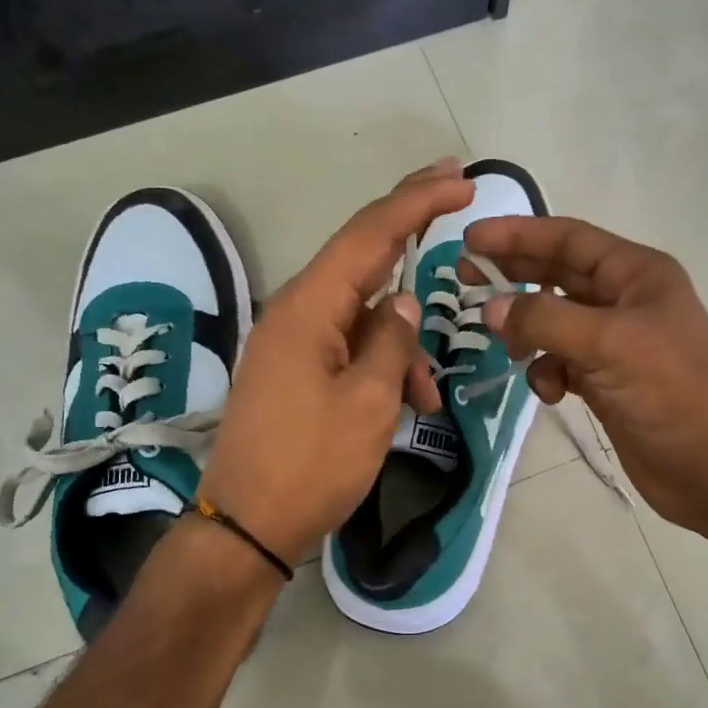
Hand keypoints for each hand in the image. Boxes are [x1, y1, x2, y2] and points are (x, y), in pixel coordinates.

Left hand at [196, 160, 473, 564]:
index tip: (460, 179)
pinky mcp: (294, 374)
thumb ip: (391, 342)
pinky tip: (405, 405)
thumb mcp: (369, 403)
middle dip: (409, 230)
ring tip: (428, 397)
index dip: (416, 201)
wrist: (247, 528)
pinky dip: (381, 366)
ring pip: (361, 316)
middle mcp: (294, 313)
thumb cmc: (311, 465)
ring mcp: (291, 344)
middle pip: (361, 257)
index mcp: (308, 308)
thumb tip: (401, 302)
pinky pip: (347, 349)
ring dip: (402, 343)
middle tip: (454, 194)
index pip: (369, 234)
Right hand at [465, 216, 707, 541]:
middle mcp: (624, 300)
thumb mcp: (607, 344)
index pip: (567, 238)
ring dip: (528, 333)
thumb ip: (544, 319)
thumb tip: (491, 308)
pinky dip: (547, 373)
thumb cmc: (670, 392)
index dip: (517, 235)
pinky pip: (562, 363)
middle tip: (463, 279)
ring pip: (554, 323)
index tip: (470, 239)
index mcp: (635, 274)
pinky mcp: (607, 381)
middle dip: (513, 276)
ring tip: (508, 347)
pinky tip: (552, 392)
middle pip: (556, 276)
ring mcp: (616, 343)